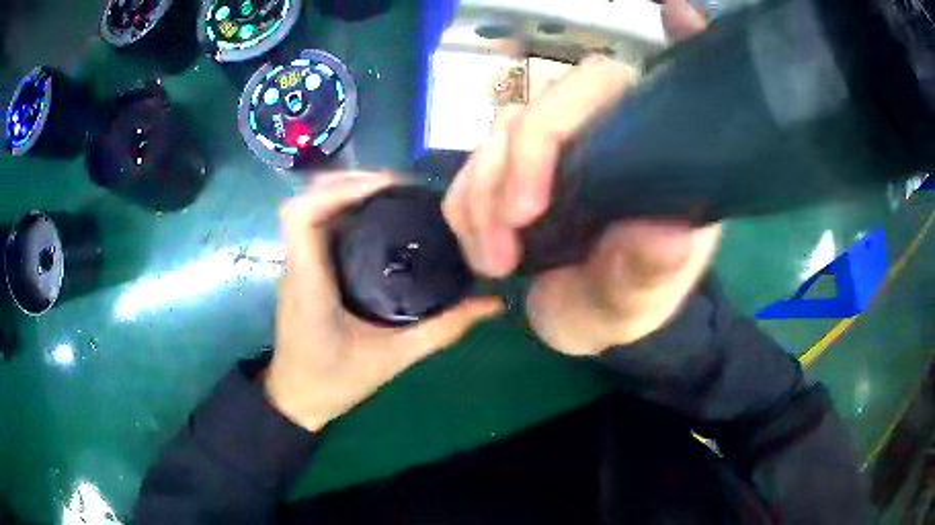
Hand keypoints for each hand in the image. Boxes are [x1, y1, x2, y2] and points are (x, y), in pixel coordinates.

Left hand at [265, 172, 502, 431]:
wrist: (296, 399)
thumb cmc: (333, 382)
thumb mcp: (393, 359)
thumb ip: (442, 330)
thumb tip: (491, 304)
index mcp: (310, 283)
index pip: (301, 216)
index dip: (338, 190)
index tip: (386, 188)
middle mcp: (298, 266)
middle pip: (309, 201)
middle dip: (351, 183)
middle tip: (400, 188)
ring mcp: (297, 267)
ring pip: (312, 210)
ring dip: (347, 193)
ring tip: (394, 197)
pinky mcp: (304, 271)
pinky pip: (319, 226)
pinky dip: (345, 212)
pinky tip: (379, 221)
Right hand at [442, 0, 716, 355]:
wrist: (588, 325)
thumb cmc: (627, 306)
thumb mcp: (642, 300)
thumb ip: (654, 269)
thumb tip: (667, 233)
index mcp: (653, 158)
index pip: (634, 90)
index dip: (656, 44)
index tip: (670, 10)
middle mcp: (604, 137)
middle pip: (551, 102)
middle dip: (519, 159)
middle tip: (511, 229)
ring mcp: (553, 150)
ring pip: (499, 132)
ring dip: (481, 193)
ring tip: (495, 260)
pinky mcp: (513, 172)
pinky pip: (470, 168)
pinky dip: (464, 206)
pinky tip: (481, 249)